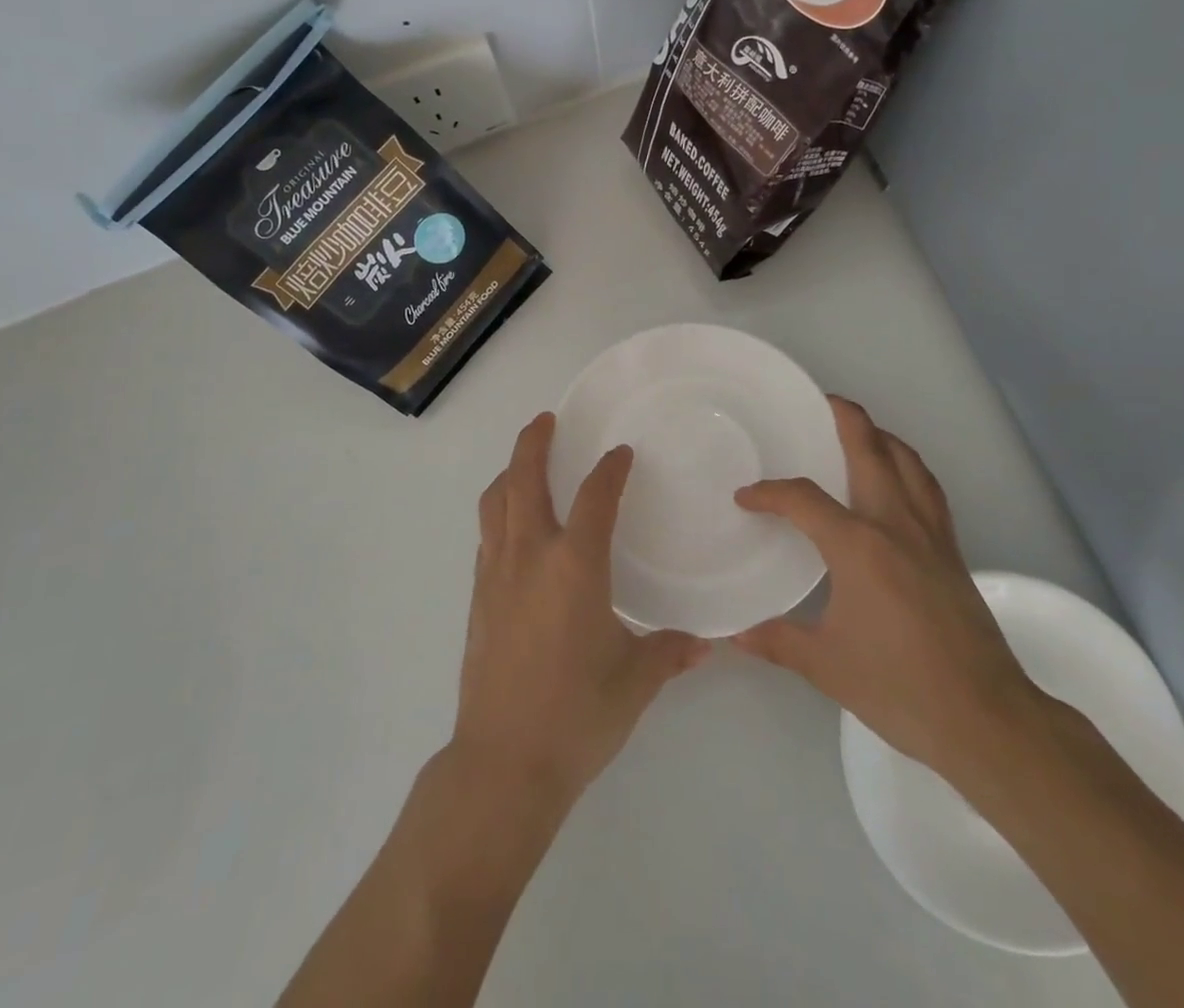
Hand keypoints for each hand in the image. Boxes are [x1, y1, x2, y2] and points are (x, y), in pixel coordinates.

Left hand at [453, 413, 708, 808]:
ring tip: (524, 464)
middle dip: (533, 443)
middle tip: (546, 421)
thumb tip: (705, 642)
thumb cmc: (576, 715)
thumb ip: (670, 652)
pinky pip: (487, 536)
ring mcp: (496, 574)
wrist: (503, 763)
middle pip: (523, 480)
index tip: (620, 454)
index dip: (610, 469)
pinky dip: (499, 514)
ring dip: (508, 474)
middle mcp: (530, 556)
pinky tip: (514, 528)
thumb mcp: (634, 682)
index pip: (595, 496)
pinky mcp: (478, 598)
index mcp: (574, 565)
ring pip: (495, 503)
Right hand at [732, 397, 1045, 787]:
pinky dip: (909, 468)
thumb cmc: (898, 687)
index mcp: (858, 545)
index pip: (803, 500)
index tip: (746, 498)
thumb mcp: (826, 665)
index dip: (769, 493)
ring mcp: (930, 534)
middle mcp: (895, 524)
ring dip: (882, 437)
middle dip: (846, 418)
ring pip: (908, 462)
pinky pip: (928, 489)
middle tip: (822, 402)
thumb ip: (777, 640)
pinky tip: (898, 481)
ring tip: (860, 431)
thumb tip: (734, 633)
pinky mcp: (952, 551)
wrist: (985, 717)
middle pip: (871, 450)